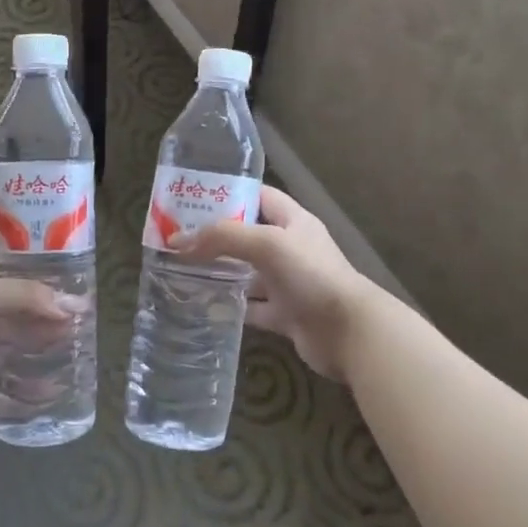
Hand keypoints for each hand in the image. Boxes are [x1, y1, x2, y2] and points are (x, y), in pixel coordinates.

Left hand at [0, 253, 73, 431]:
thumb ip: (26, 293)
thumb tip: (70, 305)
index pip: (22, 260)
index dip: (49, 262)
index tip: (81, 268)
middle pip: (33, 301)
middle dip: (57, 307)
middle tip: (86, 314)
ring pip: (32, 336)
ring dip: (53, 340)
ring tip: (80, 344)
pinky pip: (24, 375)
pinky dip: (42, 378)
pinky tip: (61, 379)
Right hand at [177, 186, 370, 381]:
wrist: (349, 332)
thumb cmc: (311, 275)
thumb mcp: (267, 244)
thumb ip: (223, 238)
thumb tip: (177, 240)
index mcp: (292, 221)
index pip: (258, 196)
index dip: (229, 194)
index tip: (194, 197)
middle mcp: (290, 248)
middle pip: (248, 235)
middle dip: (216, 236)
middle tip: (178, 237)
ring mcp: (289, 282)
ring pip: (248, 273)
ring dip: (221, 272)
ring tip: (182, 270)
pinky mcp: (286, 315)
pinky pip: (253, 307)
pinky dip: (232, 307)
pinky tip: (205, 306)